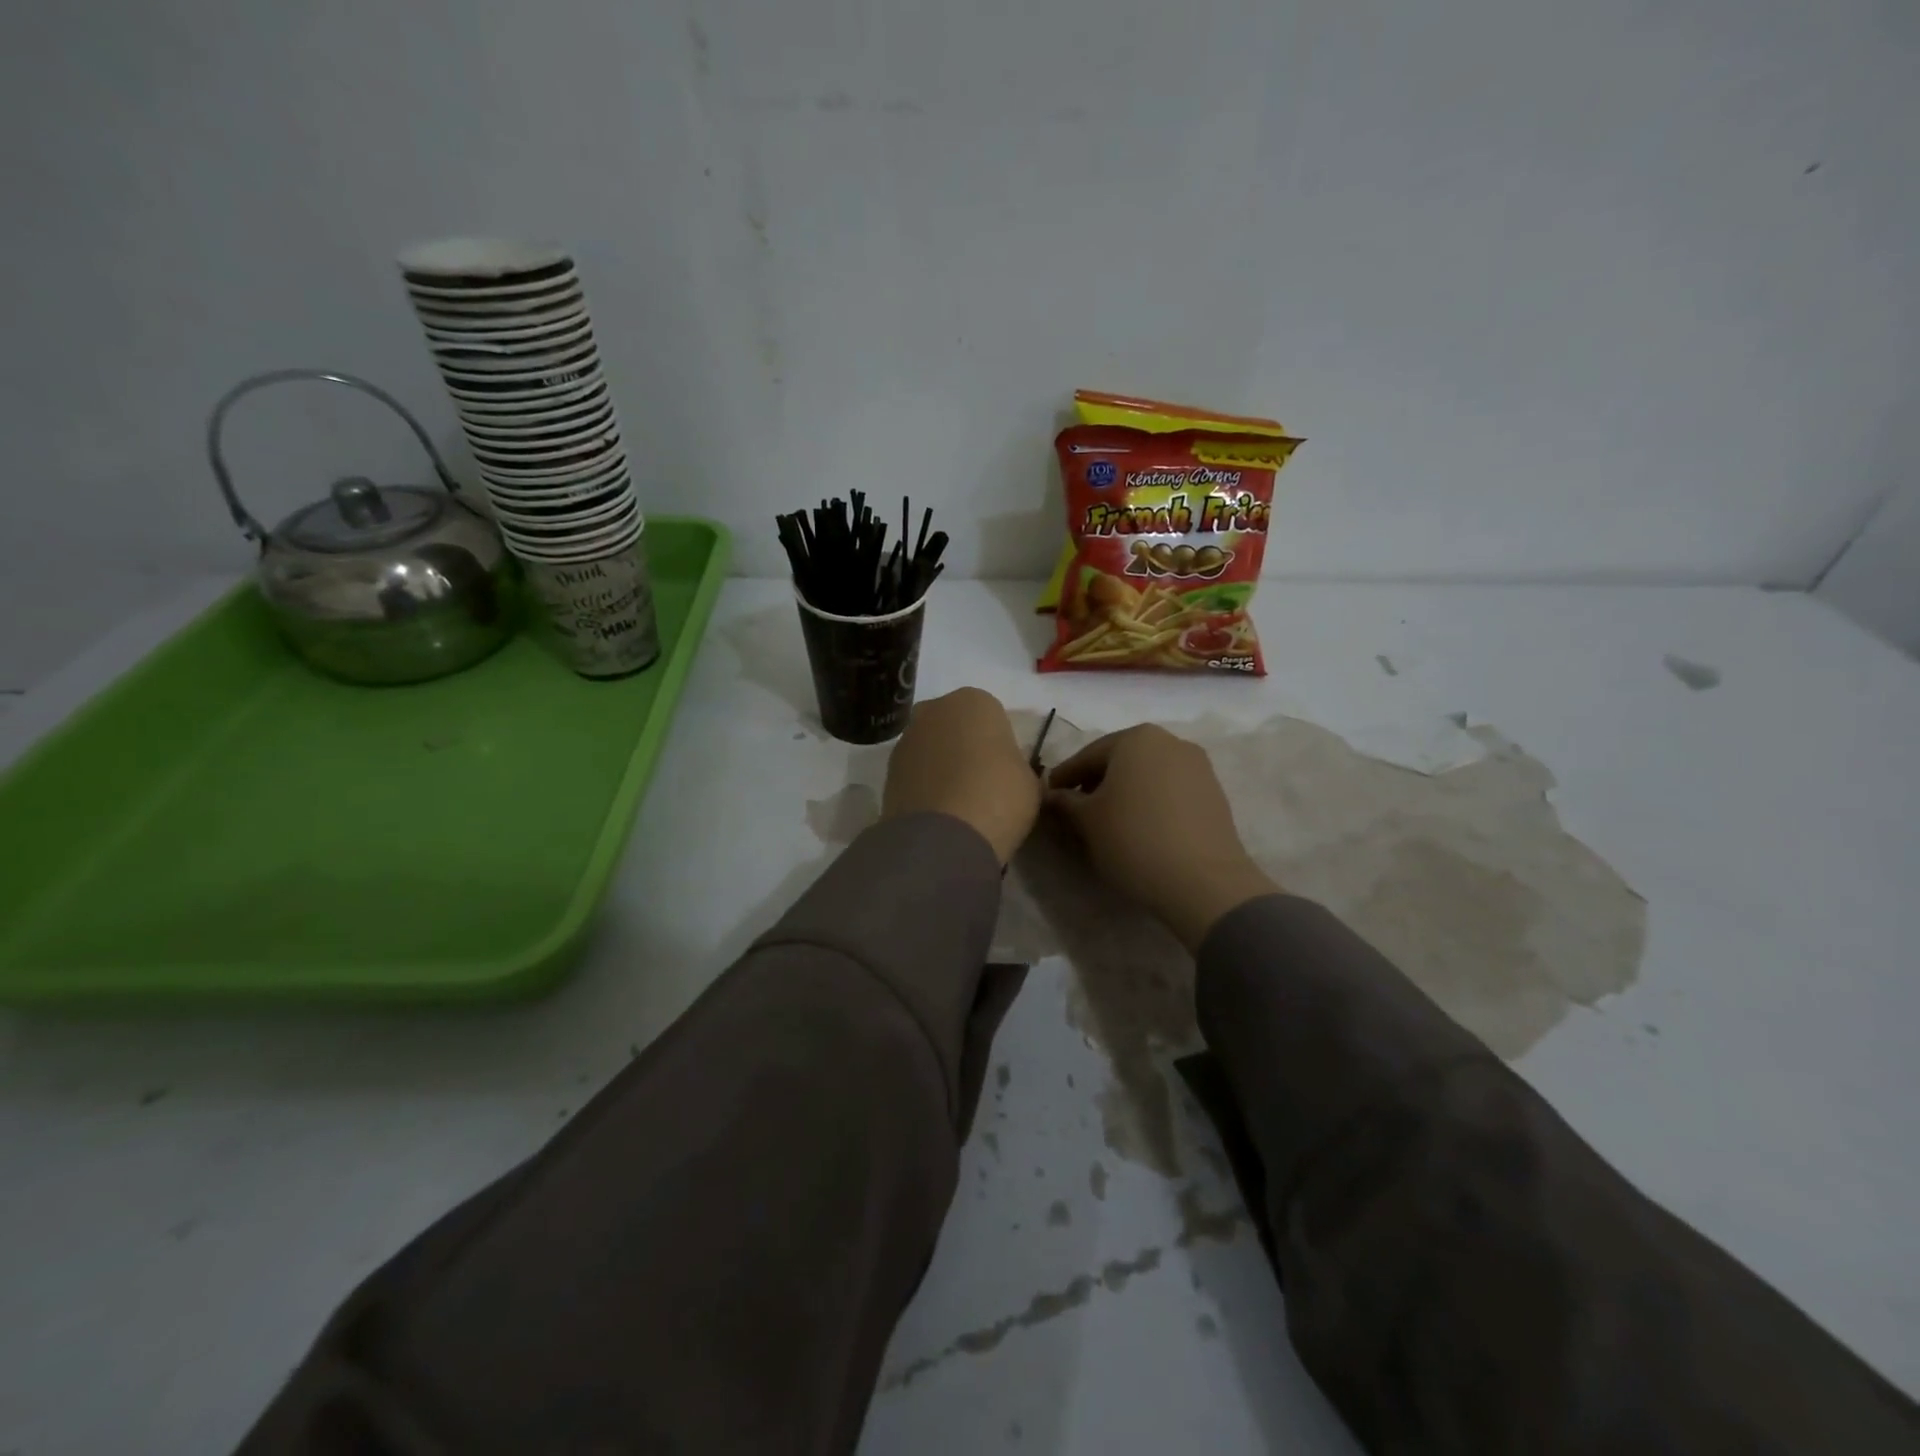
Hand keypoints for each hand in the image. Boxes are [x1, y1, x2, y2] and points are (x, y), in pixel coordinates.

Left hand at [883, 688, 1040, 864]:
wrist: (944, 838)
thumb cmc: (998, 797)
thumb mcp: (1029, 782)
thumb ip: (1017, 767)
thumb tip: (1008, 775)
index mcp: (976, 701)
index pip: (992, 717)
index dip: (999, 745)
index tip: (1004, 772)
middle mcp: (935, 710)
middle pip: (955, 726)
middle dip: (965, 748)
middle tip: (980, 784)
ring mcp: (906, 739)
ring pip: (931, 748)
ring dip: (941, 767)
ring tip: (957, 804)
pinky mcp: (887, 770)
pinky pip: (914, 773)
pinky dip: (924, 787)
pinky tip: (938, 813)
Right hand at [1047, 724, 1277, 949]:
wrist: (1204, 881)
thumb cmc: (1134, 839)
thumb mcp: (1087, 821)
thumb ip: (1065, 802)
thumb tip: (1052, 795)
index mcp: (1136, 738)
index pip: (1087, 755)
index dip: (1064, 778)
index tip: (1048, 796)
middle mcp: (1170, 741)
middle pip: (1120, 760)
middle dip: (1096, 782)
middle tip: (1076, 810)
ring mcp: (1197, 766)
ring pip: (1147, 775)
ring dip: (1124, 792)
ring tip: (1108, 822)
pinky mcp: (1214, 793)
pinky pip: (1170, 790)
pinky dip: (1150, 802)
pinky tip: (1139, 827)